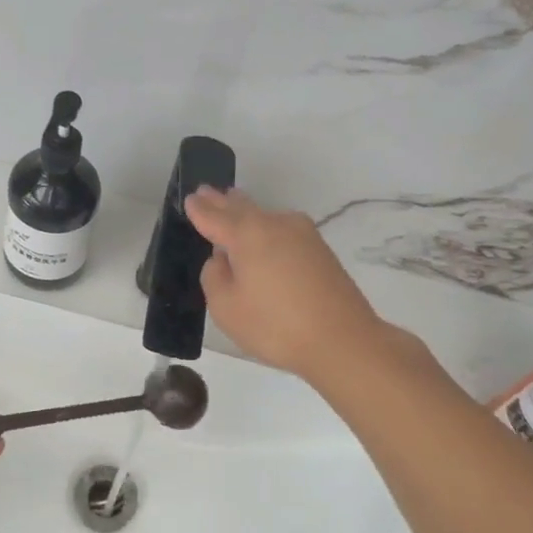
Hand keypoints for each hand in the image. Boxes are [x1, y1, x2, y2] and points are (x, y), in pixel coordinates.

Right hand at [185, 186, 387, 382]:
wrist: (343, 340)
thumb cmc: (275, 325)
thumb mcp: (225, 307)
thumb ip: (214, 276)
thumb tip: (222, 259)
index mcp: (246, 234)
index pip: (214, 216)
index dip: (199, 209)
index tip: (189, 198)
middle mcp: (274, 224)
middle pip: (242, 208)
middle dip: (222, 201)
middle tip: (207, 192)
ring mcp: (302, 234)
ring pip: (265, 216)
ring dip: (247, 212)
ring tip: (233, 205)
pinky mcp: (320, 250)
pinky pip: (283, 231)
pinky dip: (267, 229)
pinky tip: (264, 237)